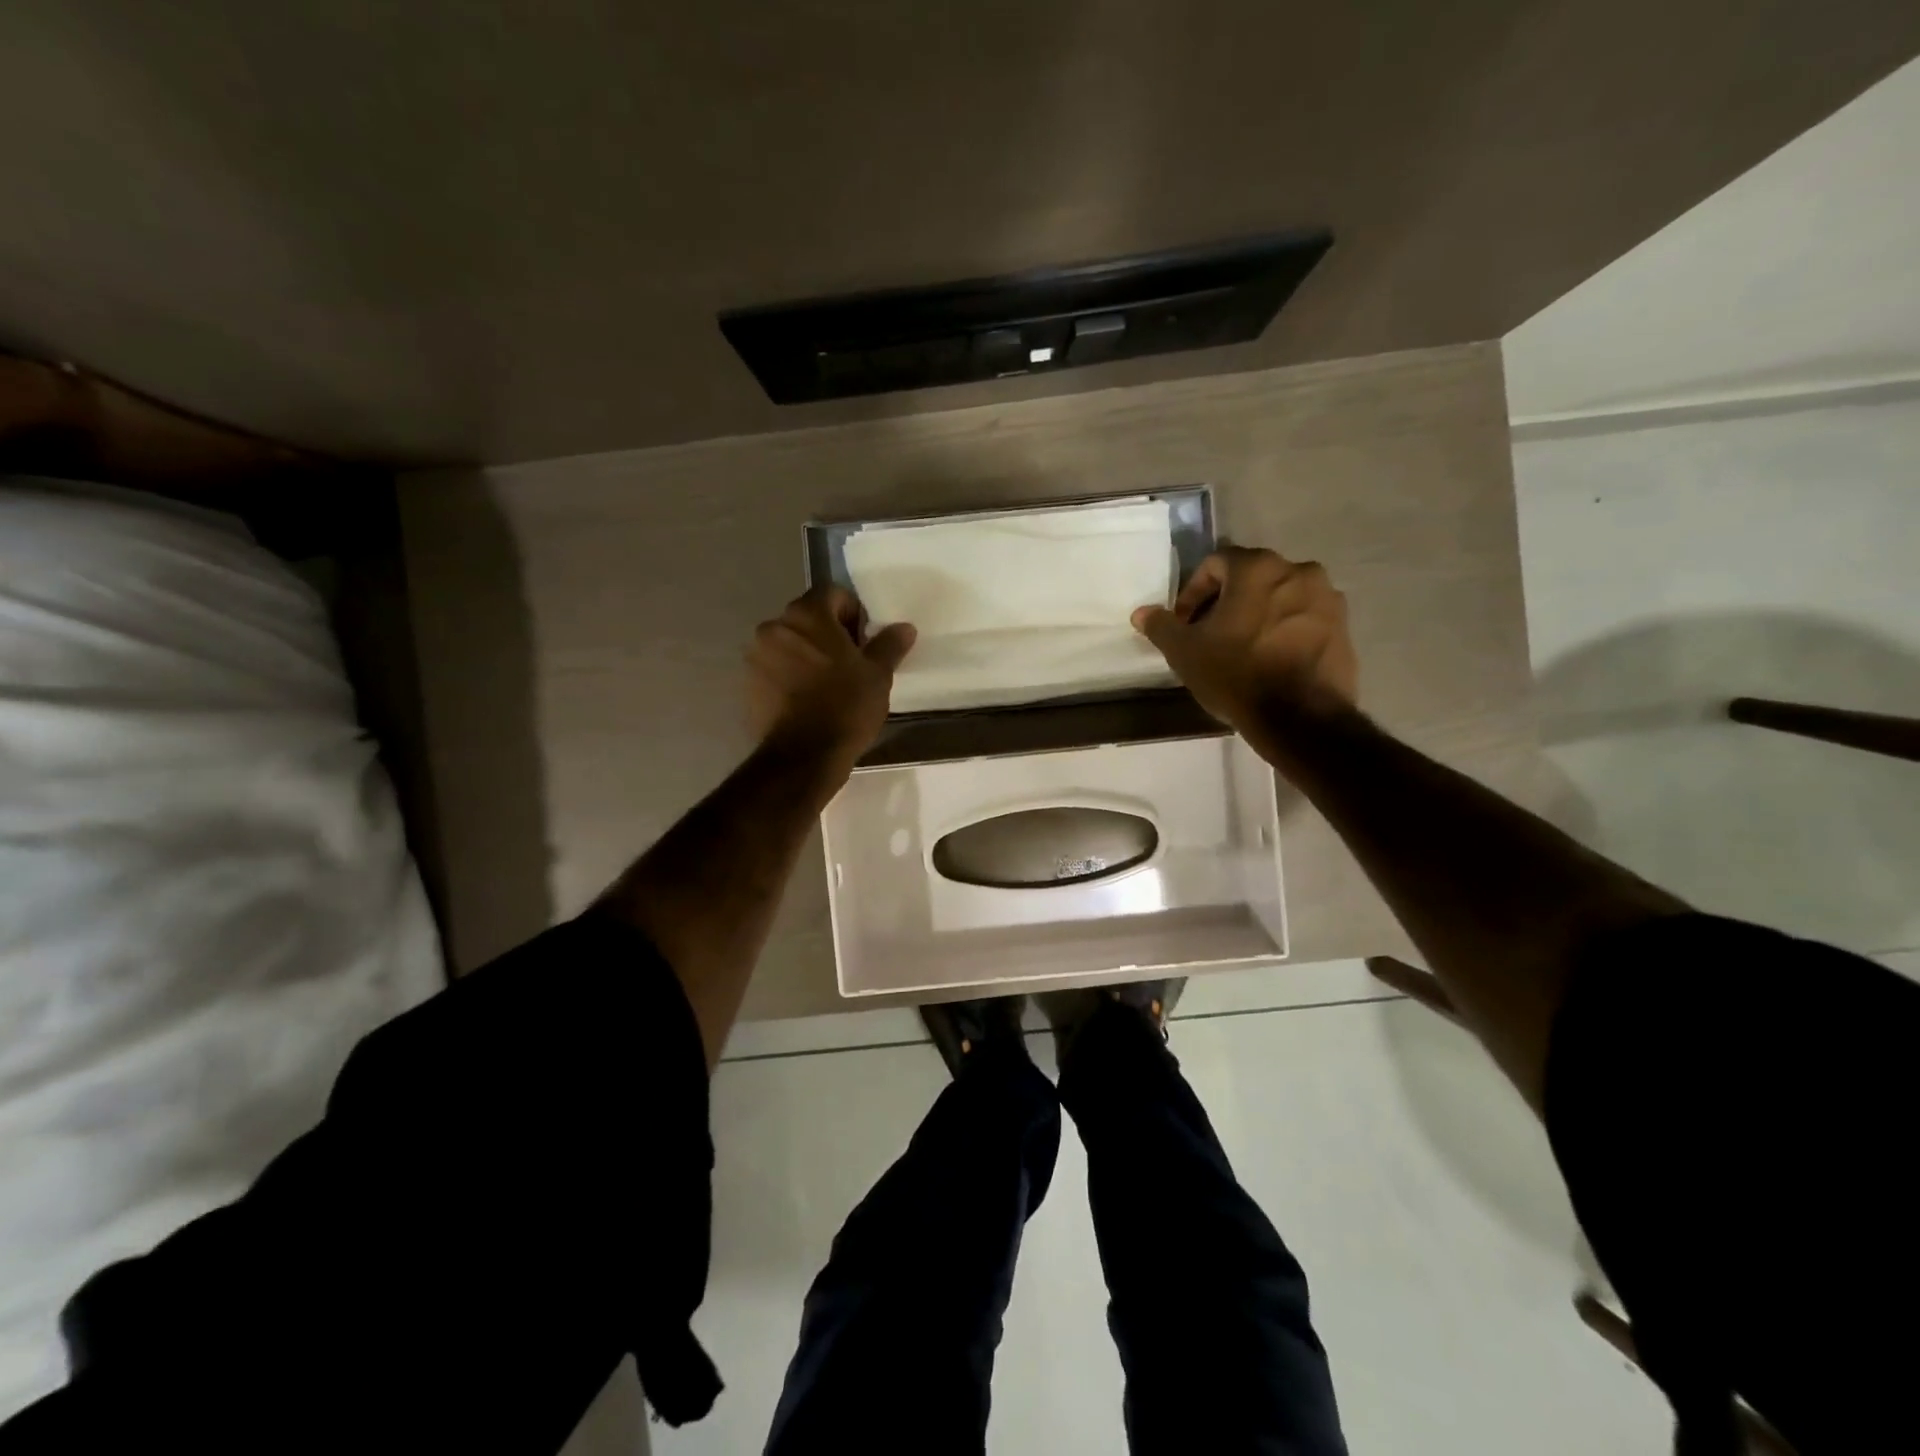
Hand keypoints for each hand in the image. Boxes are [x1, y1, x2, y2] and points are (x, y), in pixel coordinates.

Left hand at [746, 585, 915, 765]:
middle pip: (808, 618)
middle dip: (829, 634)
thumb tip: (904, 628)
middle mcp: (774, 626)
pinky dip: (790, 675)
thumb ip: (889, 645)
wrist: (803, 757)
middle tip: (850, 665)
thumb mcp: (878, 675)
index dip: (853, 614)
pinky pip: (775, 668)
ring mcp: (756, 655)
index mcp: (807, 615)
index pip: (833, 594)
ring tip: (827, 686)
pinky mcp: (747, 683)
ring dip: (807, 655)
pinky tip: (807, 701)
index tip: (864, 643)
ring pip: (789, 643)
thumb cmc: (845, 707)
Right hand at [1132, 547, 1356, 738]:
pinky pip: (1304, 619)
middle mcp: (1298, 570)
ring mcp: (1327, 599)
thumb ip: (1162, 626)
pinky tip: (1270, 660)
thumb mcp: (1185, 652)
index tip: (1185, 624)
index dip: (1193, 592)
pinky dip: (1284, 631)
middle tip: (1209, 635)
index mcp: (1257, 568)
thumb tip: (1142, 613)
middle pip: (1251, 578)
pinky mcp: (1344, 627)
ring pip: (1280, 597)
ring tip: (1241, 649)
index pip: (1215, 563)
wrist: (1300, 717)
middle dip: (1226, 602)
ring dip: (1258, 614)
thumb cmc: (1236, 674)